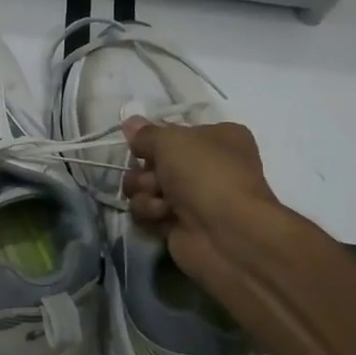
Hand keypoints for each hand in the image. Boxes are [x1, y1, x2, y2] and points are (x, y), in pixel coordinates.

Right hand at [121, 117, 279, 287]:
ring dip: (145, 190)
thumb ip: (145, 133)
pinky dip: (150, 212)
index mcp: (218, 138)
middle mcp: (206, 165)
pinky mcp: (178, 223)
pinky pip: (148, 211)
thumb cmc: (204, 174)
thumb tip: (130, 122)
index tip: (140, 143)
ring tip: (160, 200)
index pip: (174, 132)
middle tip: (154, 177)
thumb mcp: (171, 140)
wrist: (225, 232)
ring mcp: (192, 197)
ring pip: (146, 186)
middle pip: (155, 160)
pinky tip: (163, 216)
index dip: (155, 138)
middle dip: (146, 169)